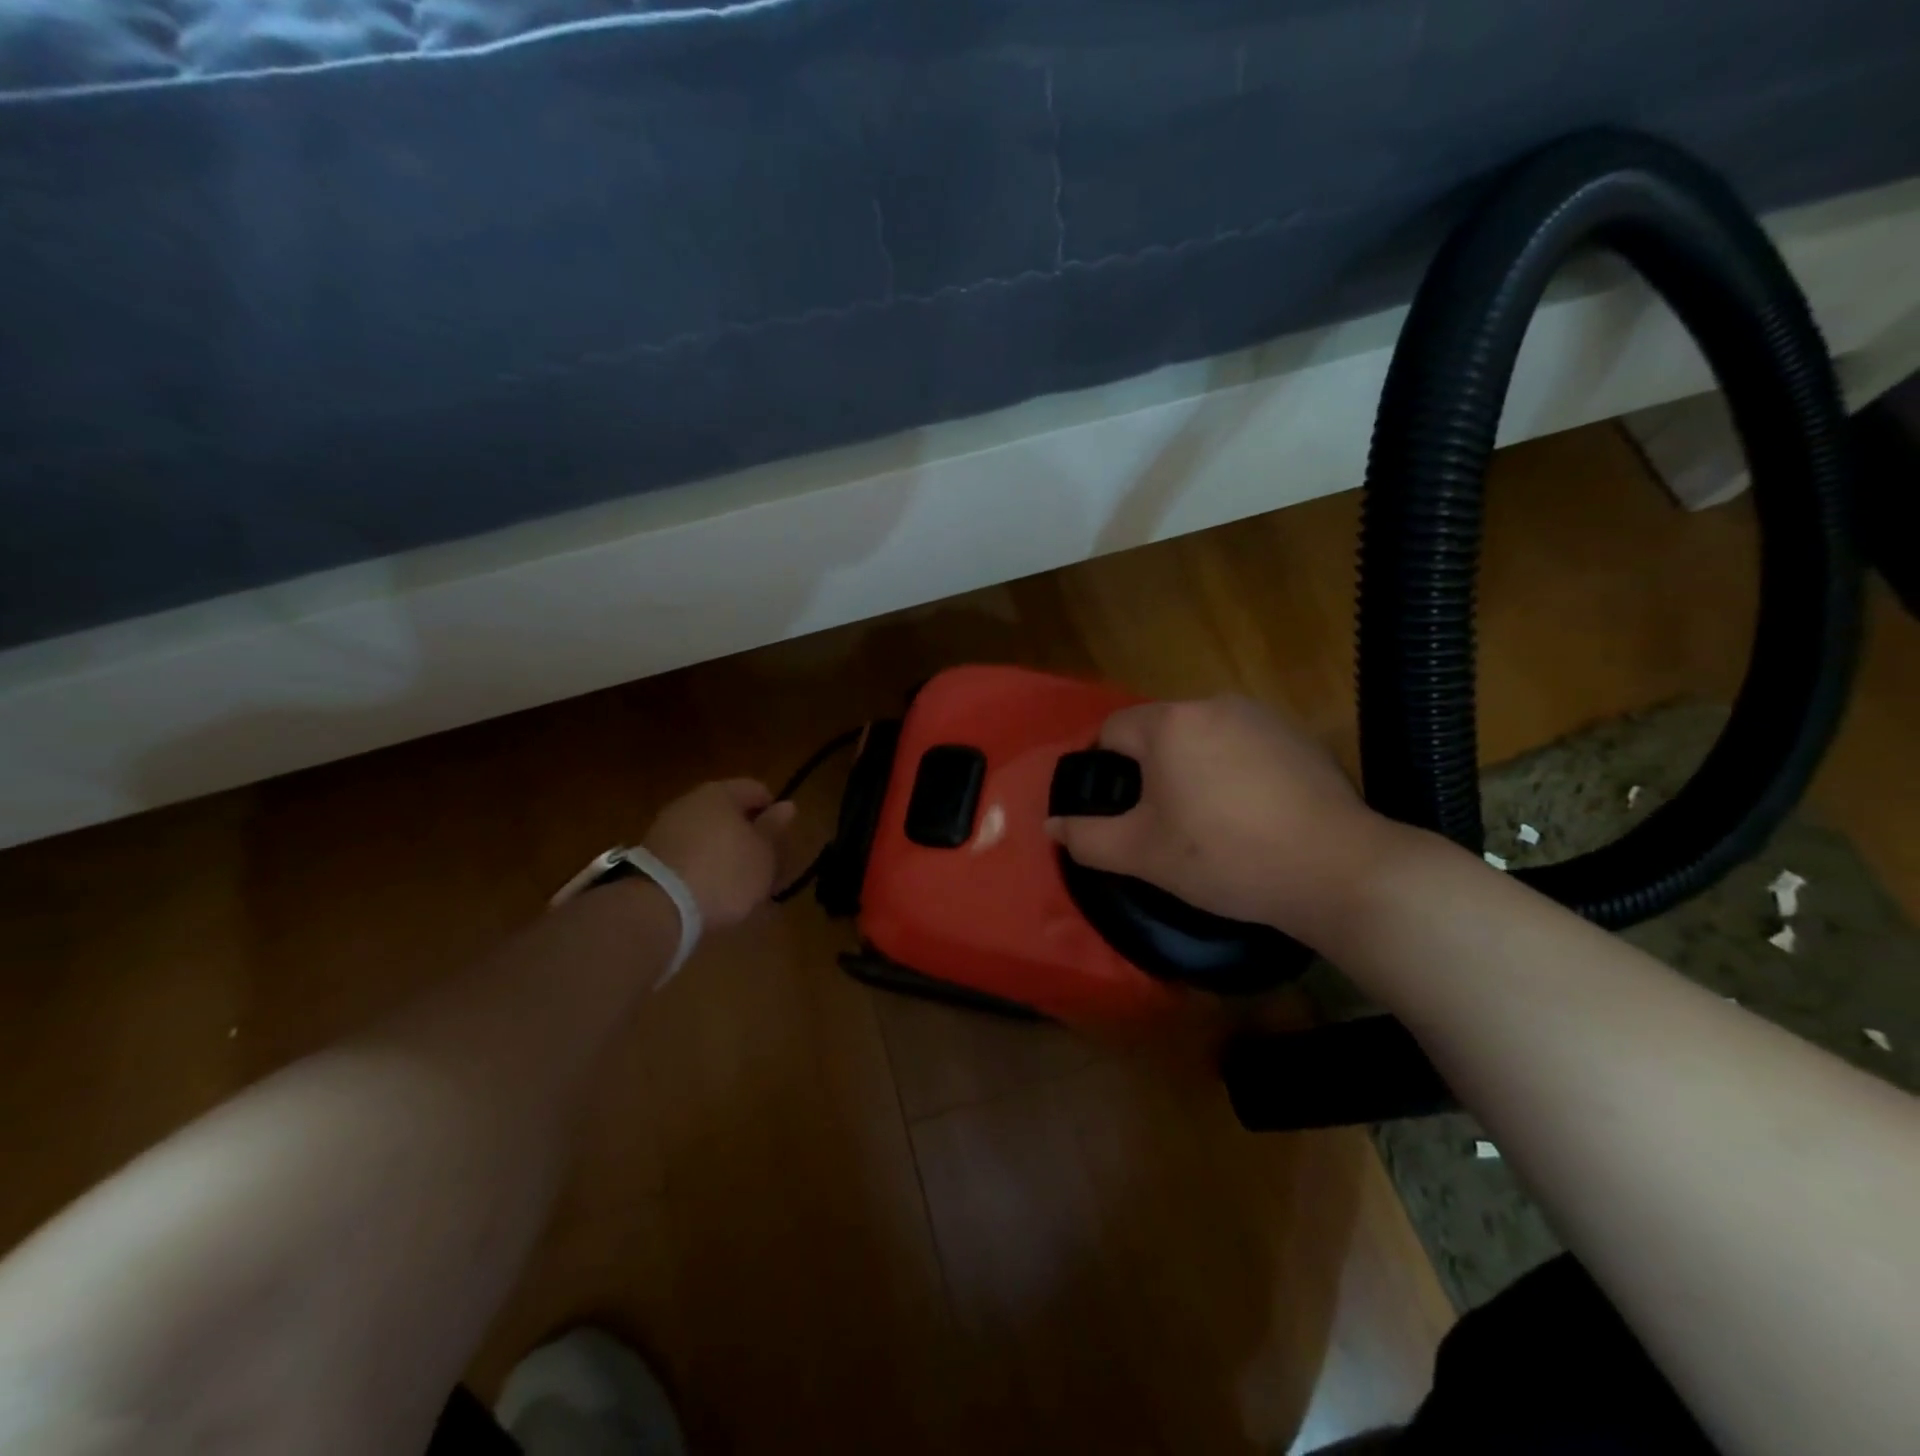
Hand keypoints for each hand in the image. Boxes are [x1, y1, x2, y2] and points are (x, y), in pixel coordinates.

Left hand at [643, 780, 795, 929]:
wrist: (660, 906)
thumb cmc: (725, 872)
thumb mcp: (762, 854)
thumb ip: (773, 828)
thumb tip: (787, 805)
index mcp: (721, 793)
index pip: (756, 789)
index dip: (773, 811)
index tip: (781, 838)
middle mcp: (691, 801)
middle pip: (729, 811)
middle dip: (747, 833)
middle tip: (763, 861)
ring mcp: (667, 826)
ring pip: (707, 832)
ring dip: (724, 851)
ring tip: (738, 881)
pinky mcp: (652, 855)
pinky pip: (688, 853)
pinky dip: (703, 865)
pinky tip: (711, 888)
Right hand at [1046, 696, 1393, 941]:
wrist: (1336, 869)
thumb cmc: (1224, 857)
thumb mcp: (1142, 854)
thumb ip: (1087, 837)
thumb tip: (1053, 825)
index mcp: (1170, 724)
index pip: (1112, 731)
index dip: (1104, 771)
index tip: (1120, 812)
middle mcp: (1214, 704)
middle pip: (1159, 732)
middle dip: (1151, 772)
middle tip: (1163, 823)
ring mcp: (1263, 717)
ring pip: (1203, 739)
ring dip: (1193, 769)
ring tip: (1209, 821)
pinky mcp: (1299, 738)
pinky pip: (1244, 747)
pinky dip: (1235, 771)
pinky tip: (1253, 814)